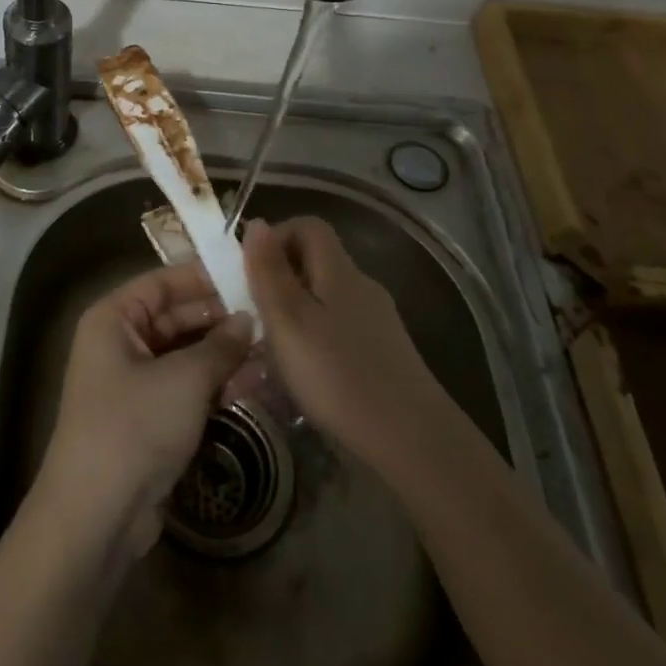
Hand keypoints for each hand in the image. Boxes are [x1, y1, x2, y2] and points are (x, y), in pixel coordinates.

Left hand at [32, 263, 255, 563]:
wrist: (96, 514)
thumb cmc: (134, 426)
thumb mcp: (184, 380)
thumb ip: (220, 346)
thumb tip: (247, 320)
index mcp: (113, 319)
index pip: (162, 283)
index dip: (203, 277)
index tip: (247, 273)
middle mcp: (120, 342)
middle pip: (176, 317)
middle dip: (220, 318)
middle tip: (270, 314)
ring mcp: (134, 382)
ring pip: (186, 354)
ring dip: (224, 353)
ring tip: (273, 347)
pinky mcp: (150, 417)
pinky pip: (187, 387)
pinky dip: (216, 384)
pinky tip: (256, 381)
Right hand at [241, 216, 442, 474]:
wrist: (413, 442)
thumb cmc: (339, 376)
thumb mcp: (288, 320)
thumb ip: (268, 271)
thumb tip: (257, 223)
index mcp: (339, 271)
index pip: (308, 226)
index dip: (276, 237)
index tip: (251, 271)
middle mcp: (361, 287)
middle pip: (316, 261)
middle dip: (280, 280)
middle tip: (255, 315)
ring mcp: (377, 322)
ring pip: (326, 298)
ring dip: (295, 313)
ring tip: (272, 350)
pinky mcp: (384, 354)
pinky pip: (339, 329)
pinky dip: (315, 339)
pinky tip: (305, 375)